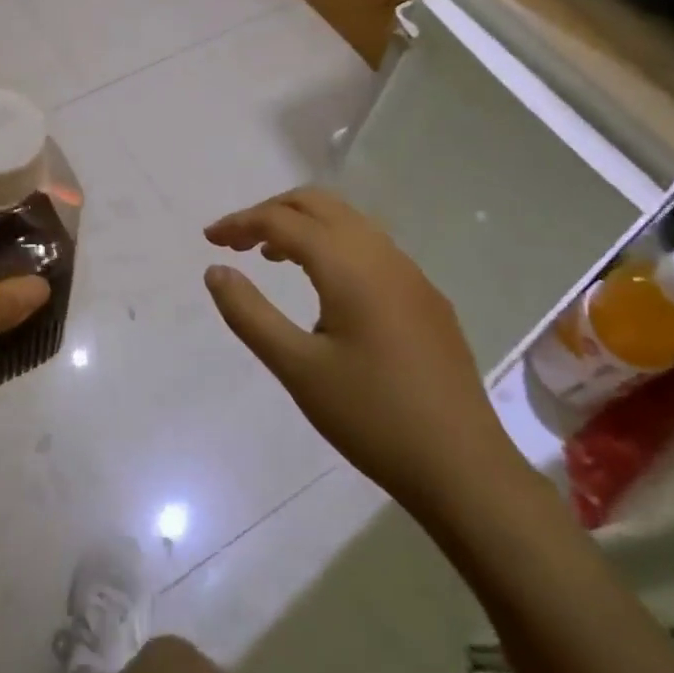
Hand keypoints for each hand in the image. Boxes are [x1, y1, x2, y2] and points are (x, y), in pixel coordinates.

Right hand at [204, 187, 526, 519]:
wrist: (464, 469)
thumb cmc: (372, 417)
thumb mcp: (297, 368)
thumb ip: (249, 314)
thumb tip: (215, 271)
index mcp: (349, 266)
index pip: (283, 220)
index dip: (240, 222)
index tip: (209, 240)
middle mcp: (382, 255)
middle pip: (318, 203)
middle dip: (271, 211)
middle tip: (237, 240)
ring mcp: (410, 274)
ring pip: (347, 221)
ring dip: (304, 225)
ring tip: (270, 256)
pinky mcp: (425, 297)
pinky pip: (370, 246)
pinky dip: (333, 244)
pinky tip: (323, 286)